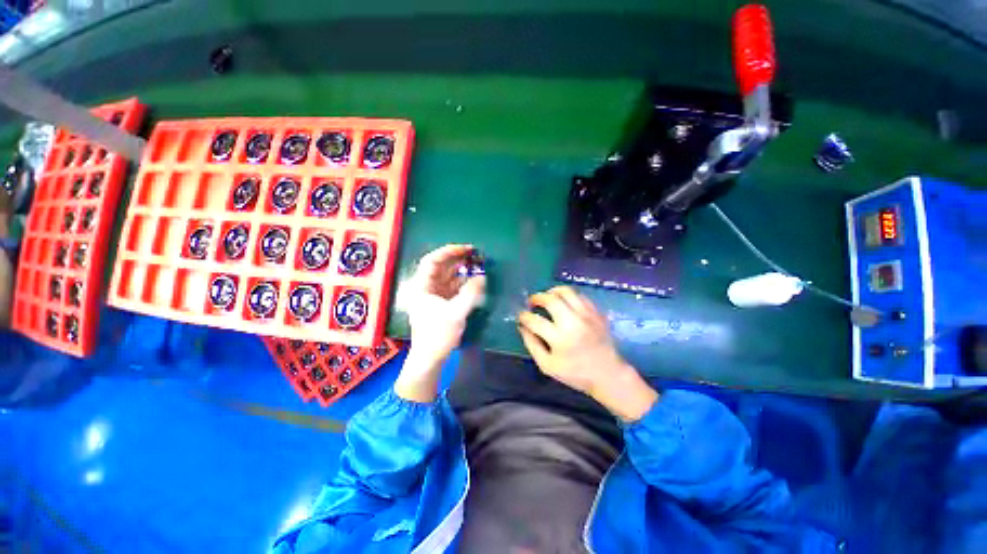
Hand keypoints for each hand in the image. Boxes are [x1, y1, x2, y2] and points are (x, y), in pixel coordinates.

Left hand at [395, 244, 485, 401]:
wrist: (430, 359)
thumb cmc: (437, 335)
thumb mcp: (455, 313)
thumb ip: (470, 293)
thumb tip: (482, 277)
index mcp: (422, 287)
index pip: (432, 261)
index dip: (449, 252)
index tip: (466, 249)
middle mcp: (426, 288)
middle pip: (441, 267)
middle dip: (458, 260)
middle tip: (476, 255)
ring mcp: (434, 296)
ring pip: (448, 277)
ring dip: (462, 271)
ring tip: (478, 266)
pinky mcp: (442, 304)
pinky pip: (453, 288)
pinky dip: (464, 283)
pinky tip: (475, 281)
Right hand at [518, 286, 657, 421]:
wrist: (608, 374)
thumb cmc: (576, 373)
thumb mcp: (547, 365)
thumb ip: (532, 345)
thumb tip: (522, 327)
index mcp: (560, 338)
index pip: (535, 320)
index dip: (524, 316)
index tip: (521, 316)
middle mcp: (573, 322)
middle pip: (551, 299)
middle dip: (537, 297)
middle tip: (532, 302)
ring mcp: (587, 315)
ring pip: (567, 292)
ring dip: (552, 291)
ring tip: (547, 297)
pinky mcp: (596, 313)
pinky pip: (579, 295)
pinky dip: (568, 296)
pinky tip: (564, 303)